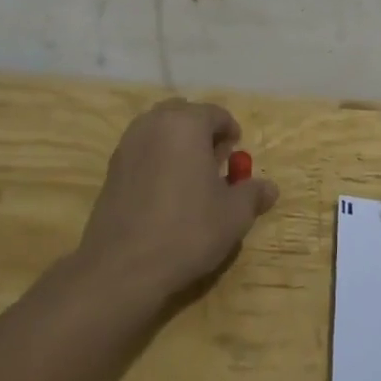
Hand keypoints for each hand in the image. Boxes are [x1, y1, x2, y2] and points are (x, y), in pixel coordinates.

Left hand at [76, 99, 278, 304]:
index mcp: (186, 124)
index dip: (231, 133)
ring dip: (178, 145)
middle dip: (202, 133)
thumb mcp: (234, 214)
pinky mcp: (111, 170)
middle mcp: (153, 124)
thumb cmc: (187, 230)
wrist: (122, 267)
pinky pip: (142, 152)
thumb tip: (269, 188)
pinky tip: (166, 194)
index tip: (237, 158)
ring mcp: (127, 145)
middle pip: (184, 115)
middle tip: (215, 163)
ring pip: (159, 131)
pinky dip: (157, 161)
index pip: (216, 114)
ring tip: (191, 179)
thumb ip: (253, 193)